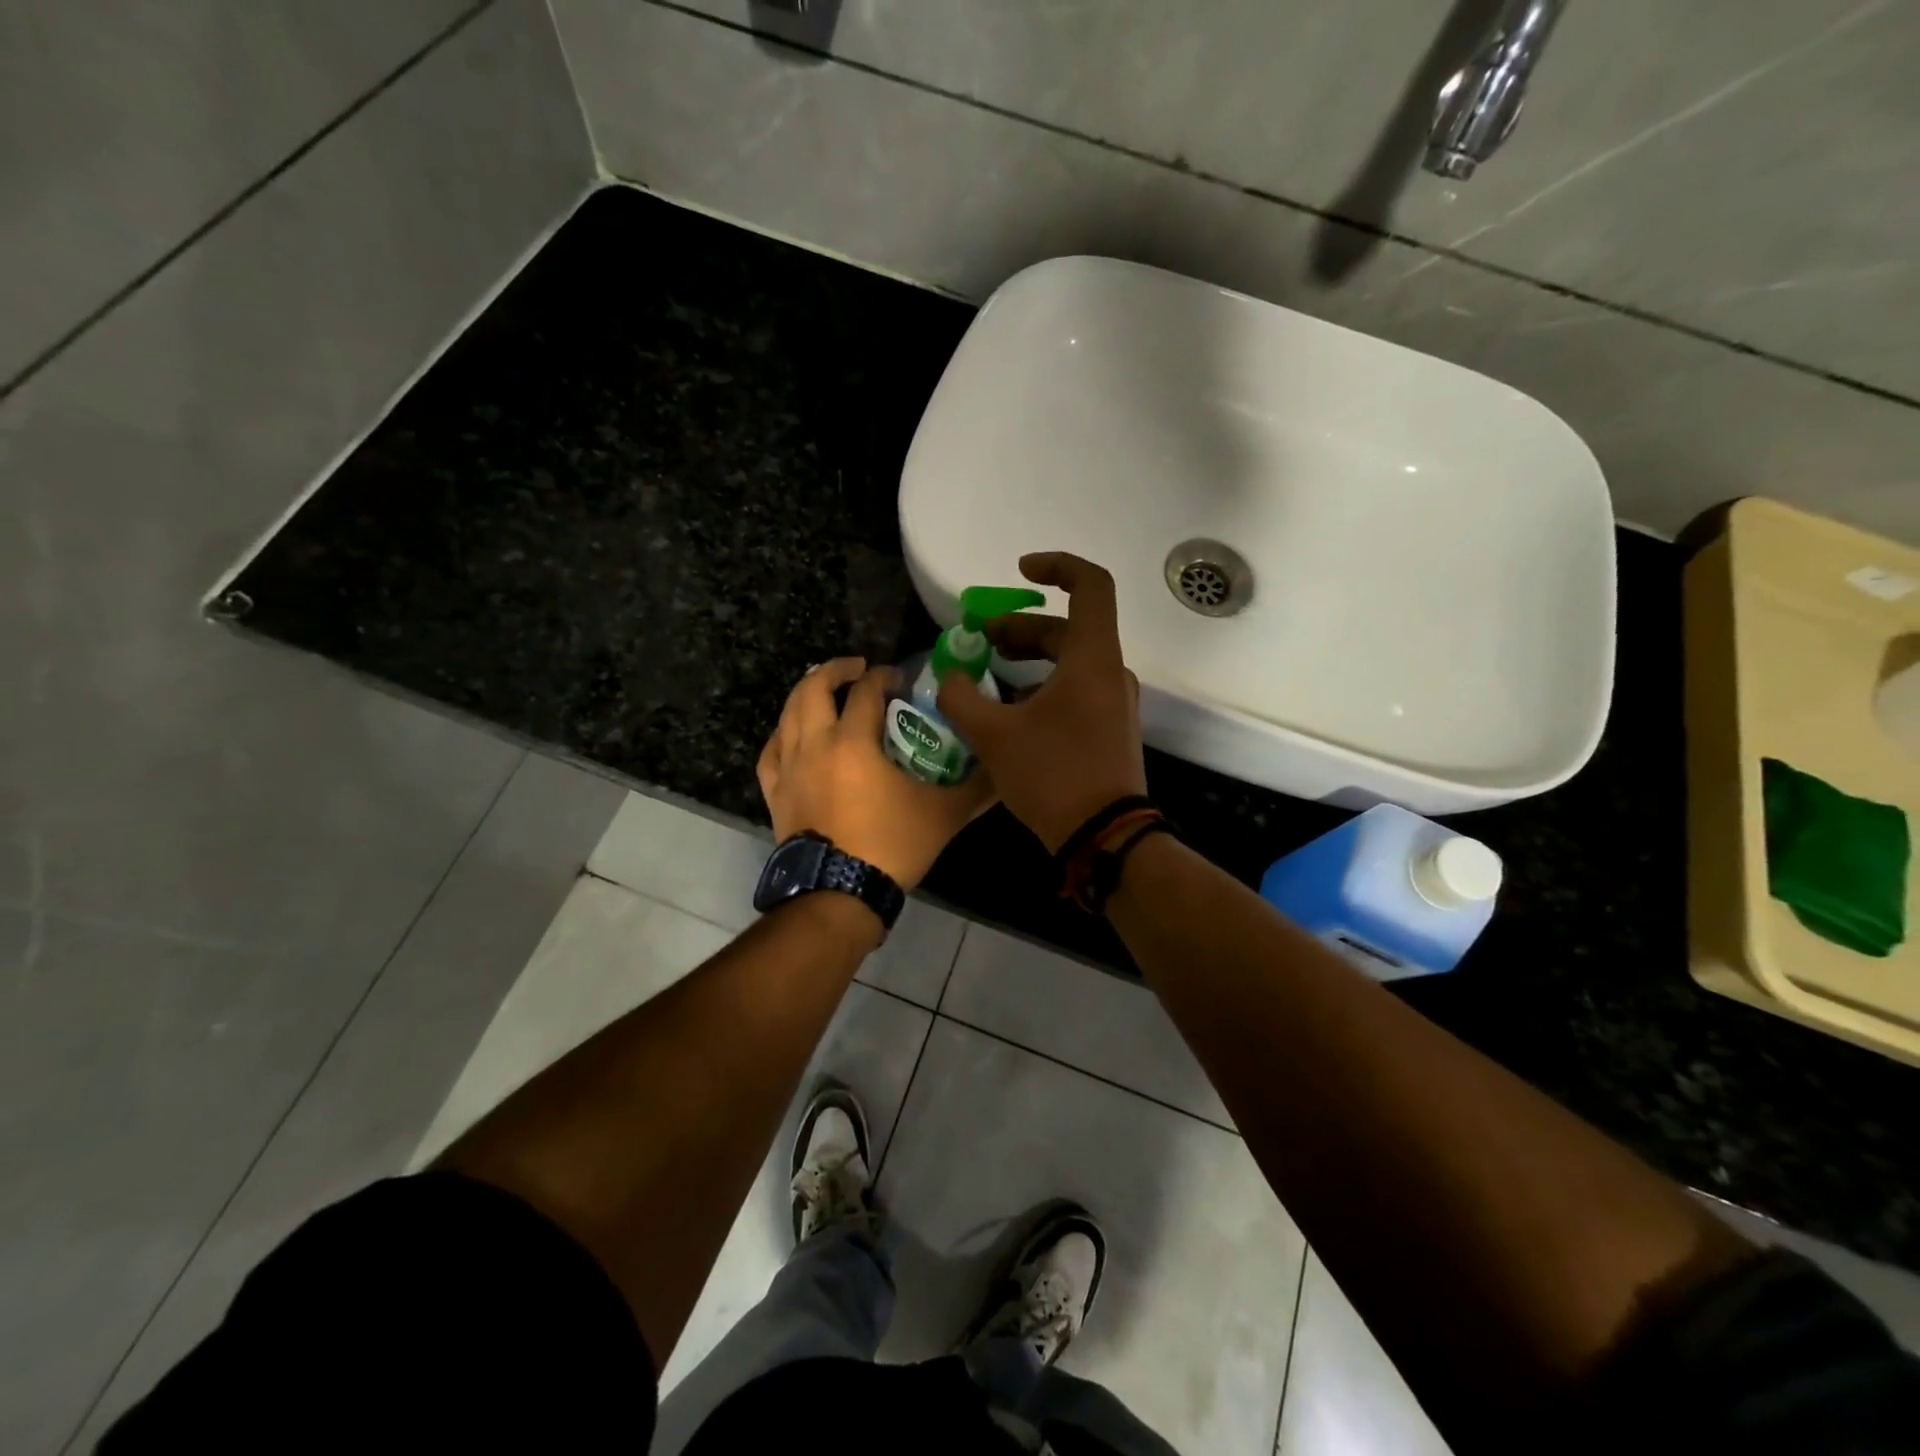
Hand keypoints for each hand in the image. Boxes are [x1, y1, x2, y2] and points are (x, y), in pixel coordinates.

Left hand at [758, 658, 997, 889]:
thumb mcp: (943, 815)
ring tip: (827, 693)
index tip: (900, 679)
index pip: (866, 691)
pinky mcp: (775, 792)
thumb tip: (1006, 770)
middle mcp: (814, 744)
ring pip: (788, 714)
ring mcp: (789, 768)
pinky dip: (783, 733)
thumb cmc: (890, 847)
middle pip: (813, 688)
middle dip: (836, 669)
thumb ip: (977, 788)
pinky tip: (792, 735)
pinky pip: (772, 750)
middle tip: (858, 668)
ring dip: (807, 694)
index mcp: (853, 741)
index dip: (884, 676)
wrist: (838, 895)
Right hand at [936, 553, 1146, 852]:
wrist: (1102, 836)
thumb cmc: (1052, 775)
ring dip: (1028, 660)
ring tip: (986, 675)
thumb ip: (961, 698)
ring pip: (1069, 662)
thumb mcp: (994, 736)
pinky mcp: (1109, 729)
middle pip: (1067, 628)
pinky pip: (1075, 690)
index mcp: (1091, 658)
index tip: (1020, 570)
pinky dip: (1042, 686)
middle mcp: (1109, 672)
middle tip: (979, 640)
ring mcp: (1114, 702)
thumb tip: (948, 677)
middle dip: (1020, 628)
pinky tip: (1009, 711)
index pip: (1090, 586)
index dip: (1057, 566)